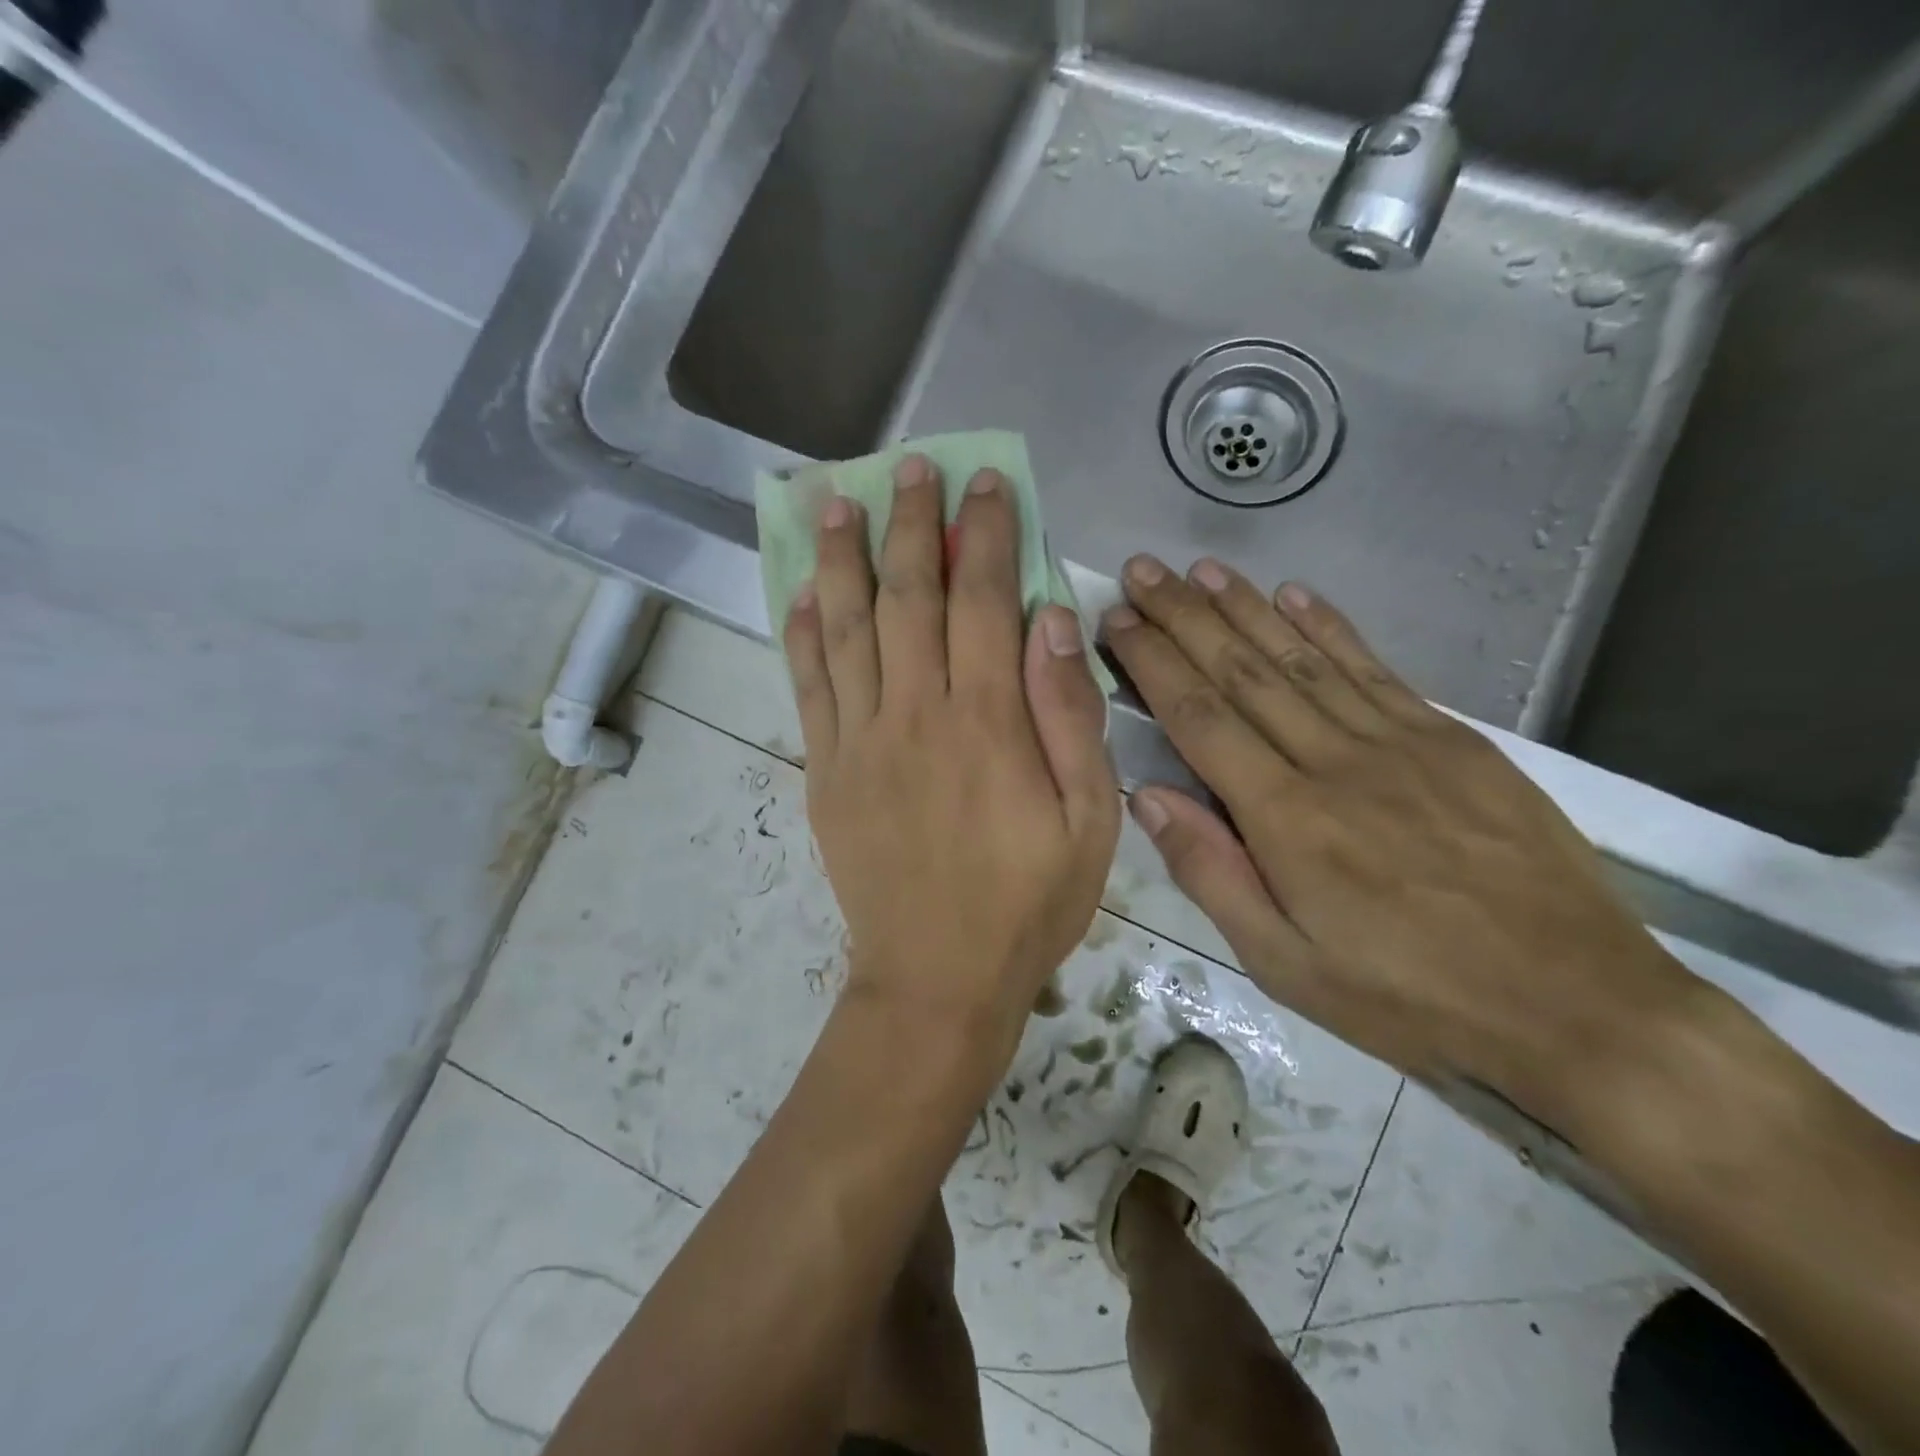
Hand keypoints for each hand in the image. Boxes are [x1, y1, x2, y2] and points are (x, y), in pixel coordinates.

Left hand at [784, 455, 1119, 1050]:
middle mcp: (915, 715)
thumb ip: (1070, 715)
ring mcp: (860, 740)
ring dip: (842, 560)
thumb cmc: (1028, 901)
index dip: (985, 535)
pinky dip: (804, 634)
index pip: (982, 600)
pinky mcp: (827, 770)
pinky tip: (802, 594)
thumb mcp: (1089, 819)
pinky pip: (809, 687)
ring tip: (836, 503)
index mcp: (987, 723)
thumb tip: (1052, 620)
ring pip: (846, 629)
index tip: (986, 484)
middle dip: (912, 525)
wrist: (936, 977)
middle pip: (908, 597)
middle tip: (909, 469)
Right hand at [1102, 554, 1699, 1129]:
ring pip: (1303, 658)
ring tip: (1200, 570)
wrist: (1577, 1007)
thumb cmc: (1409, 998)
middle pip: (1244, 672)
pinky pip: (1375, 670)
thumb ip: (1212, 873)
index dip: (1154, 662)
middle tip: (1143, 572)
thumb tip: (1148, 795)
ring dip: (1246, 608)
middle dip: (1185, 616)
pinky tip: (1295, 595)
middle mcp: (1335, 762)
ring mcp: (1399, 743)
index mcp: (1287, 819)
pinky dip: (1329, 628)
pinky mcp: (1453, 741)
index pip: (1200, 718)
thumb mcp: (1286, 965)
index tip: (1119, 621)